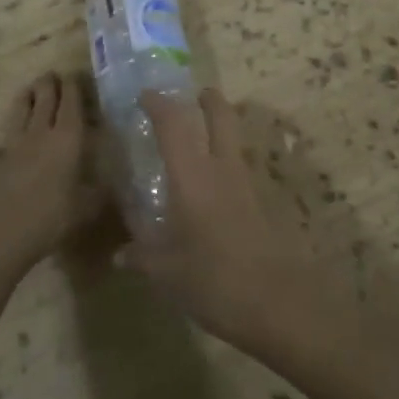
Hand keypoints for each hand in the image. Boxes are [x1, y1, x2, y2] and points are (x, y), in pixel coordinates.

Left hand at [0, 72, 102, 277]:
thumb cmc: (50, 219)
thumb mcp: (86, 208)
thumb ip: (99, 190)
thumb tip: (112, 179)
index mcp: (68, 138)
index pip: (71, 101)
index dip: (73, 85)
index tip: (75, 75)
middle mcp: (40, 132)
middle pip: (44, 97)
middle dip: (49, 83)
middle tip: (53, 76)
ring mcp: (13, 143)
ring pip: (21, 108)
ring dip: (28, 95)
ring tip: (31, 89)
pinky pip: (6, 136)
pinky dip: (12, 131)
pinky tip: (13, 139)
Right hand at [122, 90, 331, 356]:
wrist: (278, 303)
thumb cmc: (214, 280)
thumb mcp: (167, 273)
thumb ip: (142, 256)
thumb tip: (119, 254)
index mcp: (192, 176)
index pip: (173, 126)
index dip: (159, 105)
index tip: (145, 96)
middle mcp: (221, 169)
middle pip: (220, 117)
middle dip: (208, 100)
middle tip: (195, 95)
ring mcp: (248, 184)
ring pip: (235, 139)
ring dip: (222, 129)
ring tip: (203, 140)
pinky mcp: (264, 203)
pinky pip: (242, 169)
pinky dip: (229, 163)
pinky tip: (217, 188)